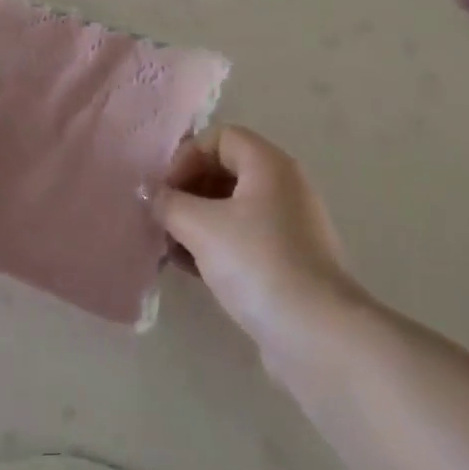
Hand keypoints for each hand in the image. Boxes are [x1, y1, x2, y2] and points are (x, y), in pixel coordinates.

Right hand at [149, 126, 362, 364]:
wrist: (316, 332)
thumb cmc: (257, 263)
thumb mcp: (201, 227)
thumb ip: (170, 204)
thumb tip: (153, 196)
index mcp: (268, 163)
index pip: (219, 137)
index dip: (187, 157)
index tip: (166, 192)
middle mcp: (284, 185)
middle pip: (226, 169)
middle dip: (189, 190)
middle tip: (164, 219)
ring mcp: (290, 224)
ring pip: (233, 207)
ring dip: (198, 221)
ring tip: (171, 248)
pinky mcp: (289, 260)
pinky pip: (245, 237)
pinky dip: (217, 244)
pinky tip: (193, 269)